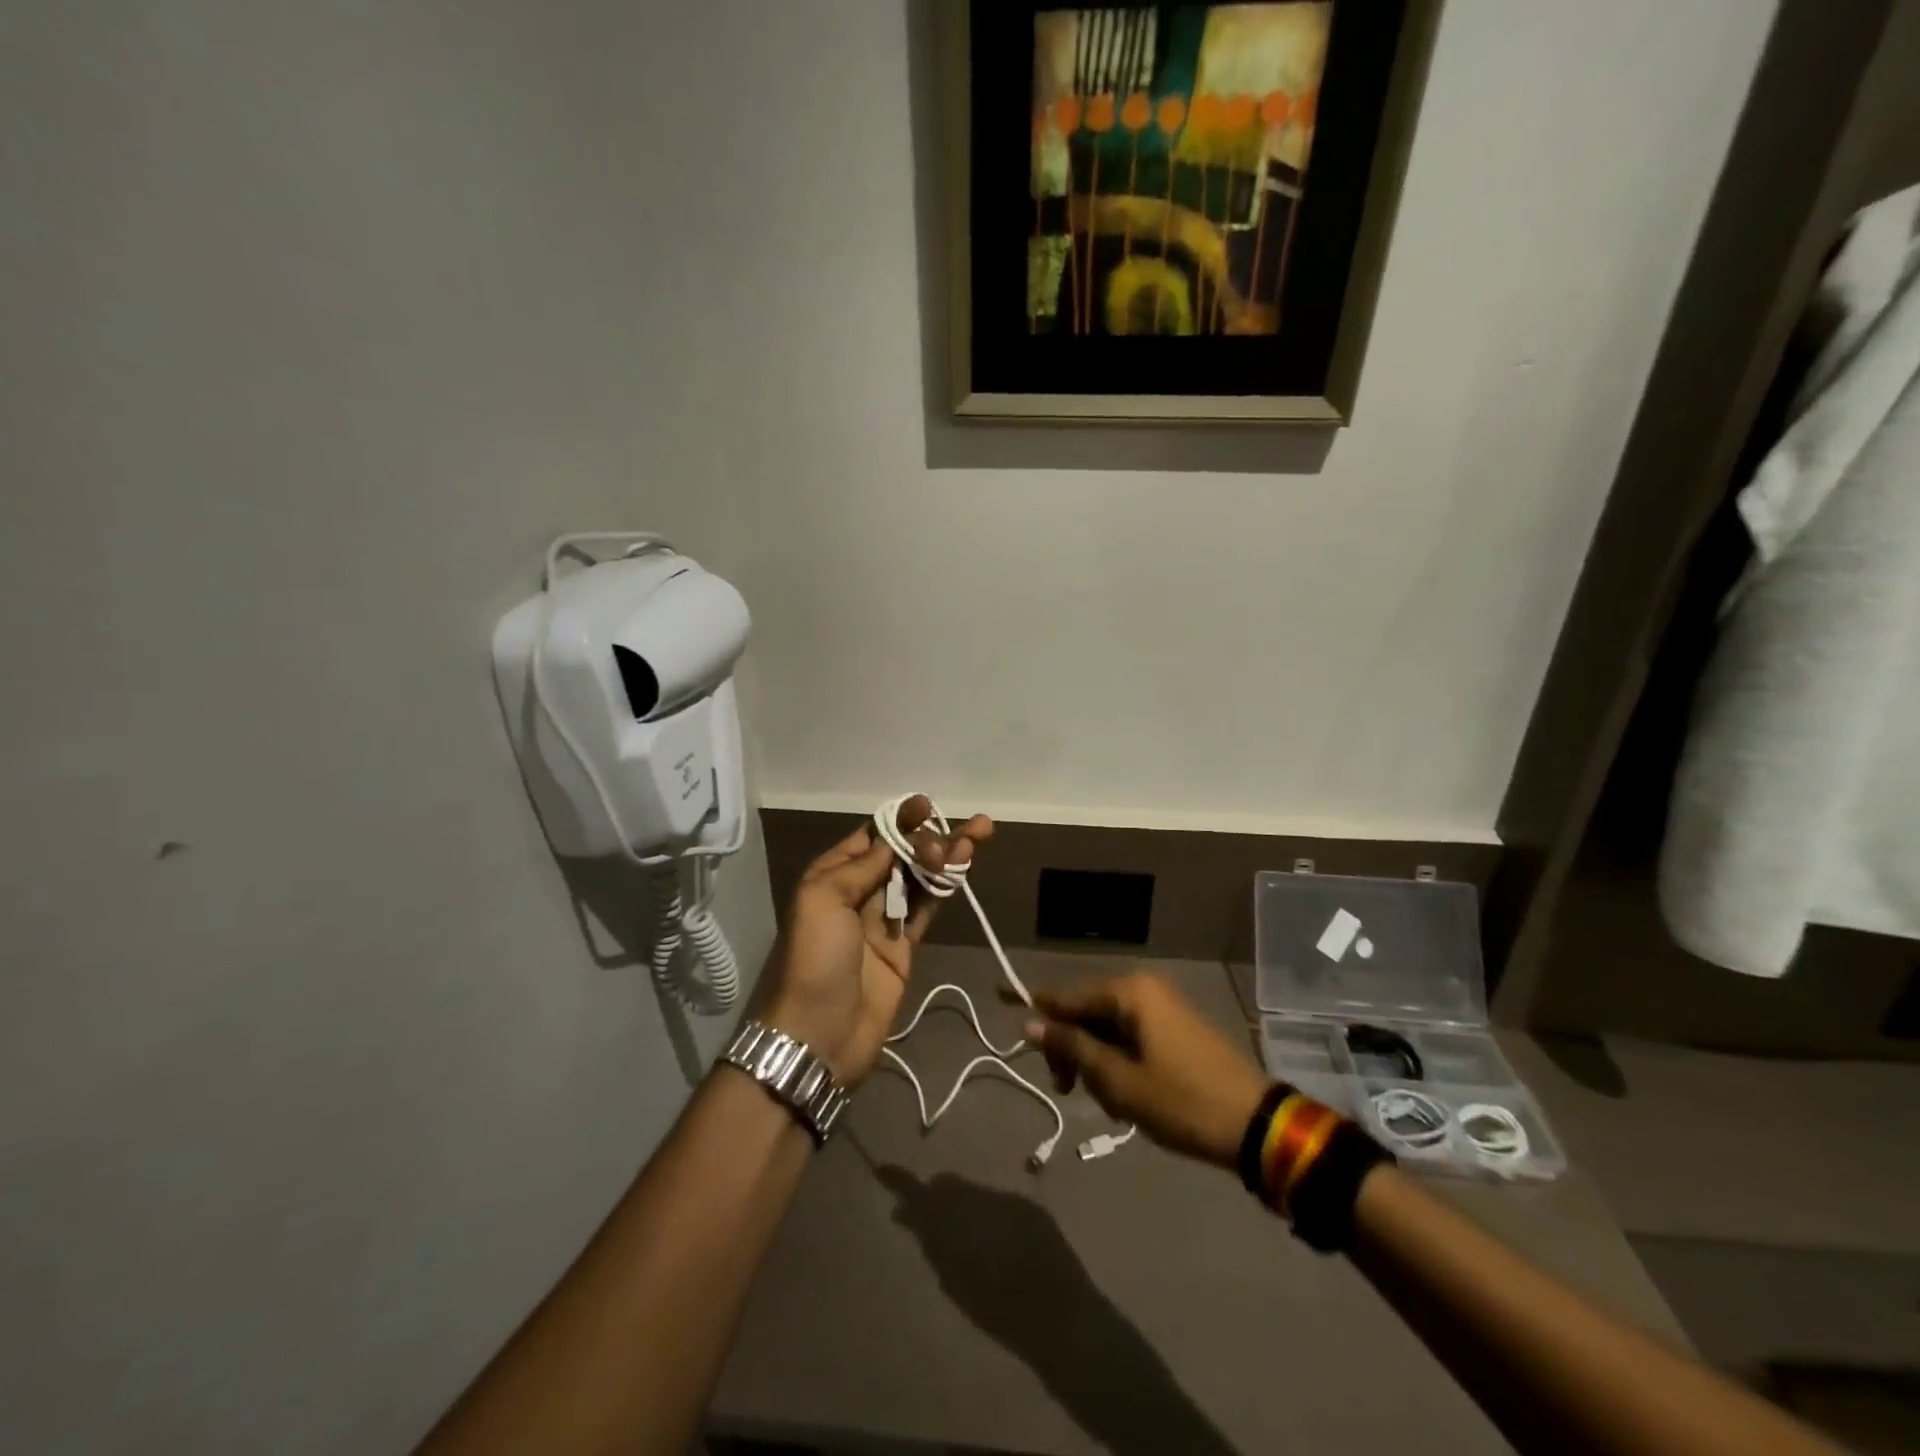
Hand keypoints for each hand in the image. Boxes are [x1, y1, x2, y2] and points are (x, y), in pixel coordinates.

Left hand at [753, 797, 992, 1085]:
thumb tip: (893, 841)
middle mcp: (858, 892)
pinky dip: (946, 888)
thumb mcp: (822, 901)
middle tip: (955, 839)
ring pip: (920, 878)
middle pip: (900, 853)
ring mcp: (883, 920)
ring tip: (980, 834)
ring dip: (946, 857)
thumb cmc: (814, 960)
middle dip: (929, 837)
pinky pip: (928, 908)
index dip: (900, 819)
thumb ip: (861, 867)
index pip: (871, 836)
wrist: (817, 1037)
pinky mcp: (904, 947)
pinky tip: (965, 868)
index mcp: (832, 876)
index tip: (927, 805)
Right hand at [1022, 973, 1269, 1167]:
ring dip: (1096, 1062)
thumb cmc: (1181, 1101)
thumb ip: (1073, 1047)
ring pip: (1107, 1028)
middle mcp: (1144, 990)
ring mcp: (1163, 1008)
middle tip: (1066, 1090)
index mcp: (1129, 993)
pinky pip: (1131, 1037)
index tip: (997, 993)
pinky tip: (1125, 1099)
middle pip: (1086, 1011)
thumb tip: (1032, 1022)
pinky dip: (1118, 1063)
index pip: (1067, 995)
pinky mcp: (1175, 1029)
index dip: (1033, 1001)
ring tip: (1109, 1105)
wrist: (1256, 1125)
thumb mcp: (1119, 1080)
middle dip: (1071, 1048)